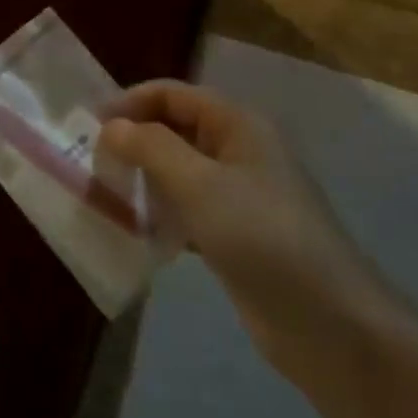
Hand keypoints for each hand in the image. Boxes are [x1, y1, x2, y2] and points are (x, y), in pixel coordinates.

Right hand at [100, 80, 395, 360]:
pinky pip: (187, 209)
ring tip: (105, 195)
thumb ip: (150, 148)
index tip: (89, 127)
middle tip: (93, 164)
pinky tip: (135, 230)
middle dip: (133, 141)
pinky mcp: (235, 234)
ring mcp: (239, 194)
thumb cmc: (262, 237)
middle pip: (174, 129)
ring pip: (178, 171)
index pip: (172, 94)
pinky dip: (159, 212)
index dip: (130, 102)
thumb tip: (111, 126)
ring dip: (142, 178)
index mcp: (237, 125)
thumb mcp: (199, 185)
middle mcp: (239, 150)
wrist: (328, 323)